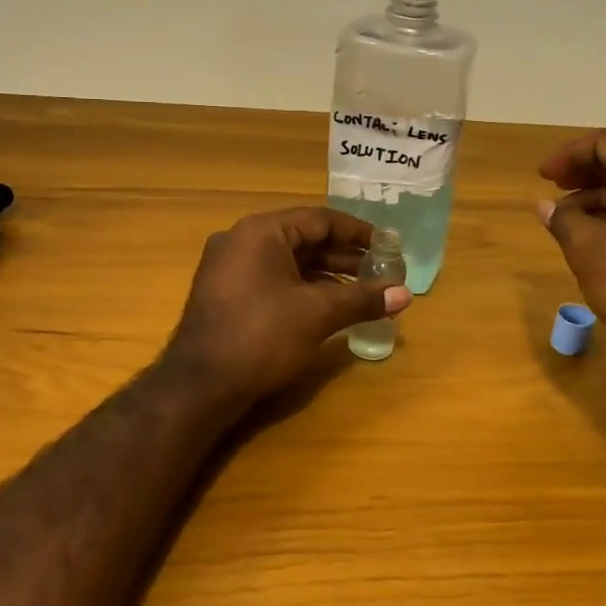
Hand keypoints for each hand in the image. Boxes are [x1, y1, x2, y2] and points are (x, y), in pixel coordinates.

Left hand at [165, 207, 412, 405]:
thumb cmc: (262, 337)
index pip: (319, 219)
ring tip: (361, 290)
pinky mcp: (225, 293)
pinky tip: (327, 306)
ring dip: (325, 274)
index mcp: (261, 232)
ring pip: (288, 261)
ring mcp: (229, 267)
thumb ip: (362, 299)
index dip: (358, 232)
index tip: (387, 246)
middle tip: (379, 270)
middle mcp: (241, 240)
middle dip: (343, 255)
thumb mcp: (318, 314)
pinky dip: (302, 287)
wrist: (200, 386)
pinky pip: (272, 278)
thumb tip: (405, 294)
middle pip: (303, 238)